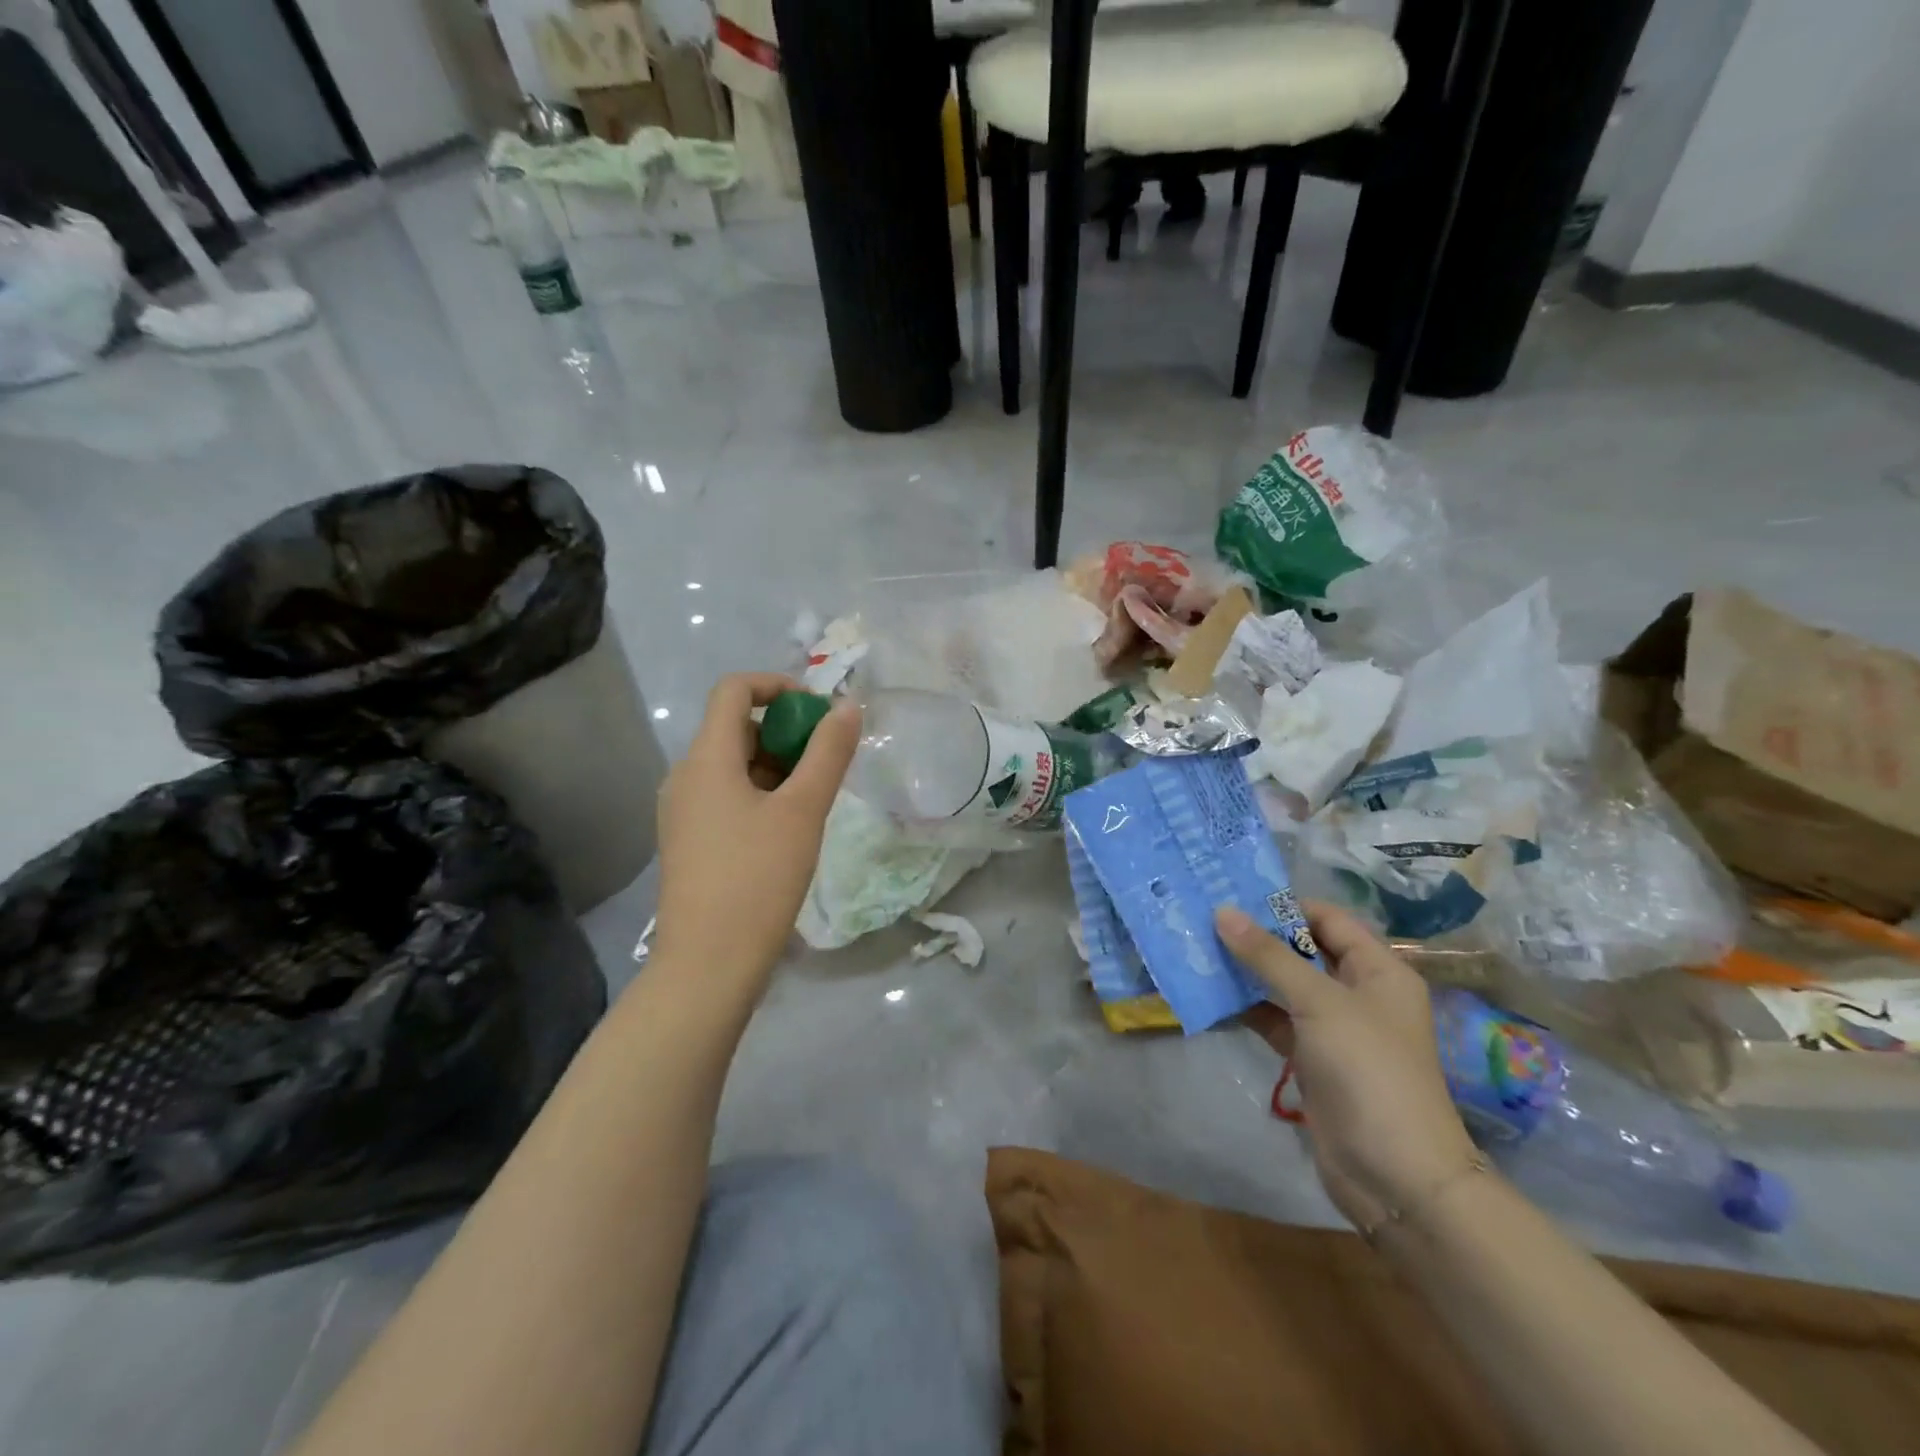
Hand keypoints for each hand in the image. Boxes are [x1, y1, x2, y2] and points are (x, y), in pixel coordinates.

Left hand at [653, 674, 859, 985]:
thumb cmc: (758, 879)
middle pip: (736, 728)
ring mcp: (683, 812)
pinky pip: (727, 797)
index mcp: (705, 758)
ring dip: (777, 767)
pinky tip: (789, 830)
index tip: (818, 713)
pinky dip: (761, 795)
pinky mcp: (689, 842)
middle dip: (785, 733)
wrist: (708, 965)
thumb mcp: (803, 810)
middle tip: (826, 764)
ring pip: (734, 766)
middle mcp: (685, 777)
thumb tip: (846, 707)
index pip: (734, 690)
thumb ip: (828, 753)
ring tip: (814, 802)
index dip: (778, 686)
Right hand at [1216, 901, 1478, 1232]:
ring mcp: (1333, 1028)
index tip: (1231, 894)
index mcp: (1377, 969)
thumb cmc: (1369, 1070)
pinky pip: (1273, 1020)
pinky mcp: (1311, 1058)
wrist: (1395, 1174)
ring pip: (1283, 986)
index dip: (1283, 904)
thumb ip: (1269, 956)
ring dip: (1245, 972)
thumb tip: (1223, 912)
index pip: (1327, 919)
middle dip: (1256, 936)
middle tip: (1203, 918)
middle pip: (1302, 950)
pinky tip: (1208, 995)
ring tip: (1196, 949)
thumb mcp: (1319, 1003)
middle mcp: (1357, 992)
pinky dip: (1245, 1008)